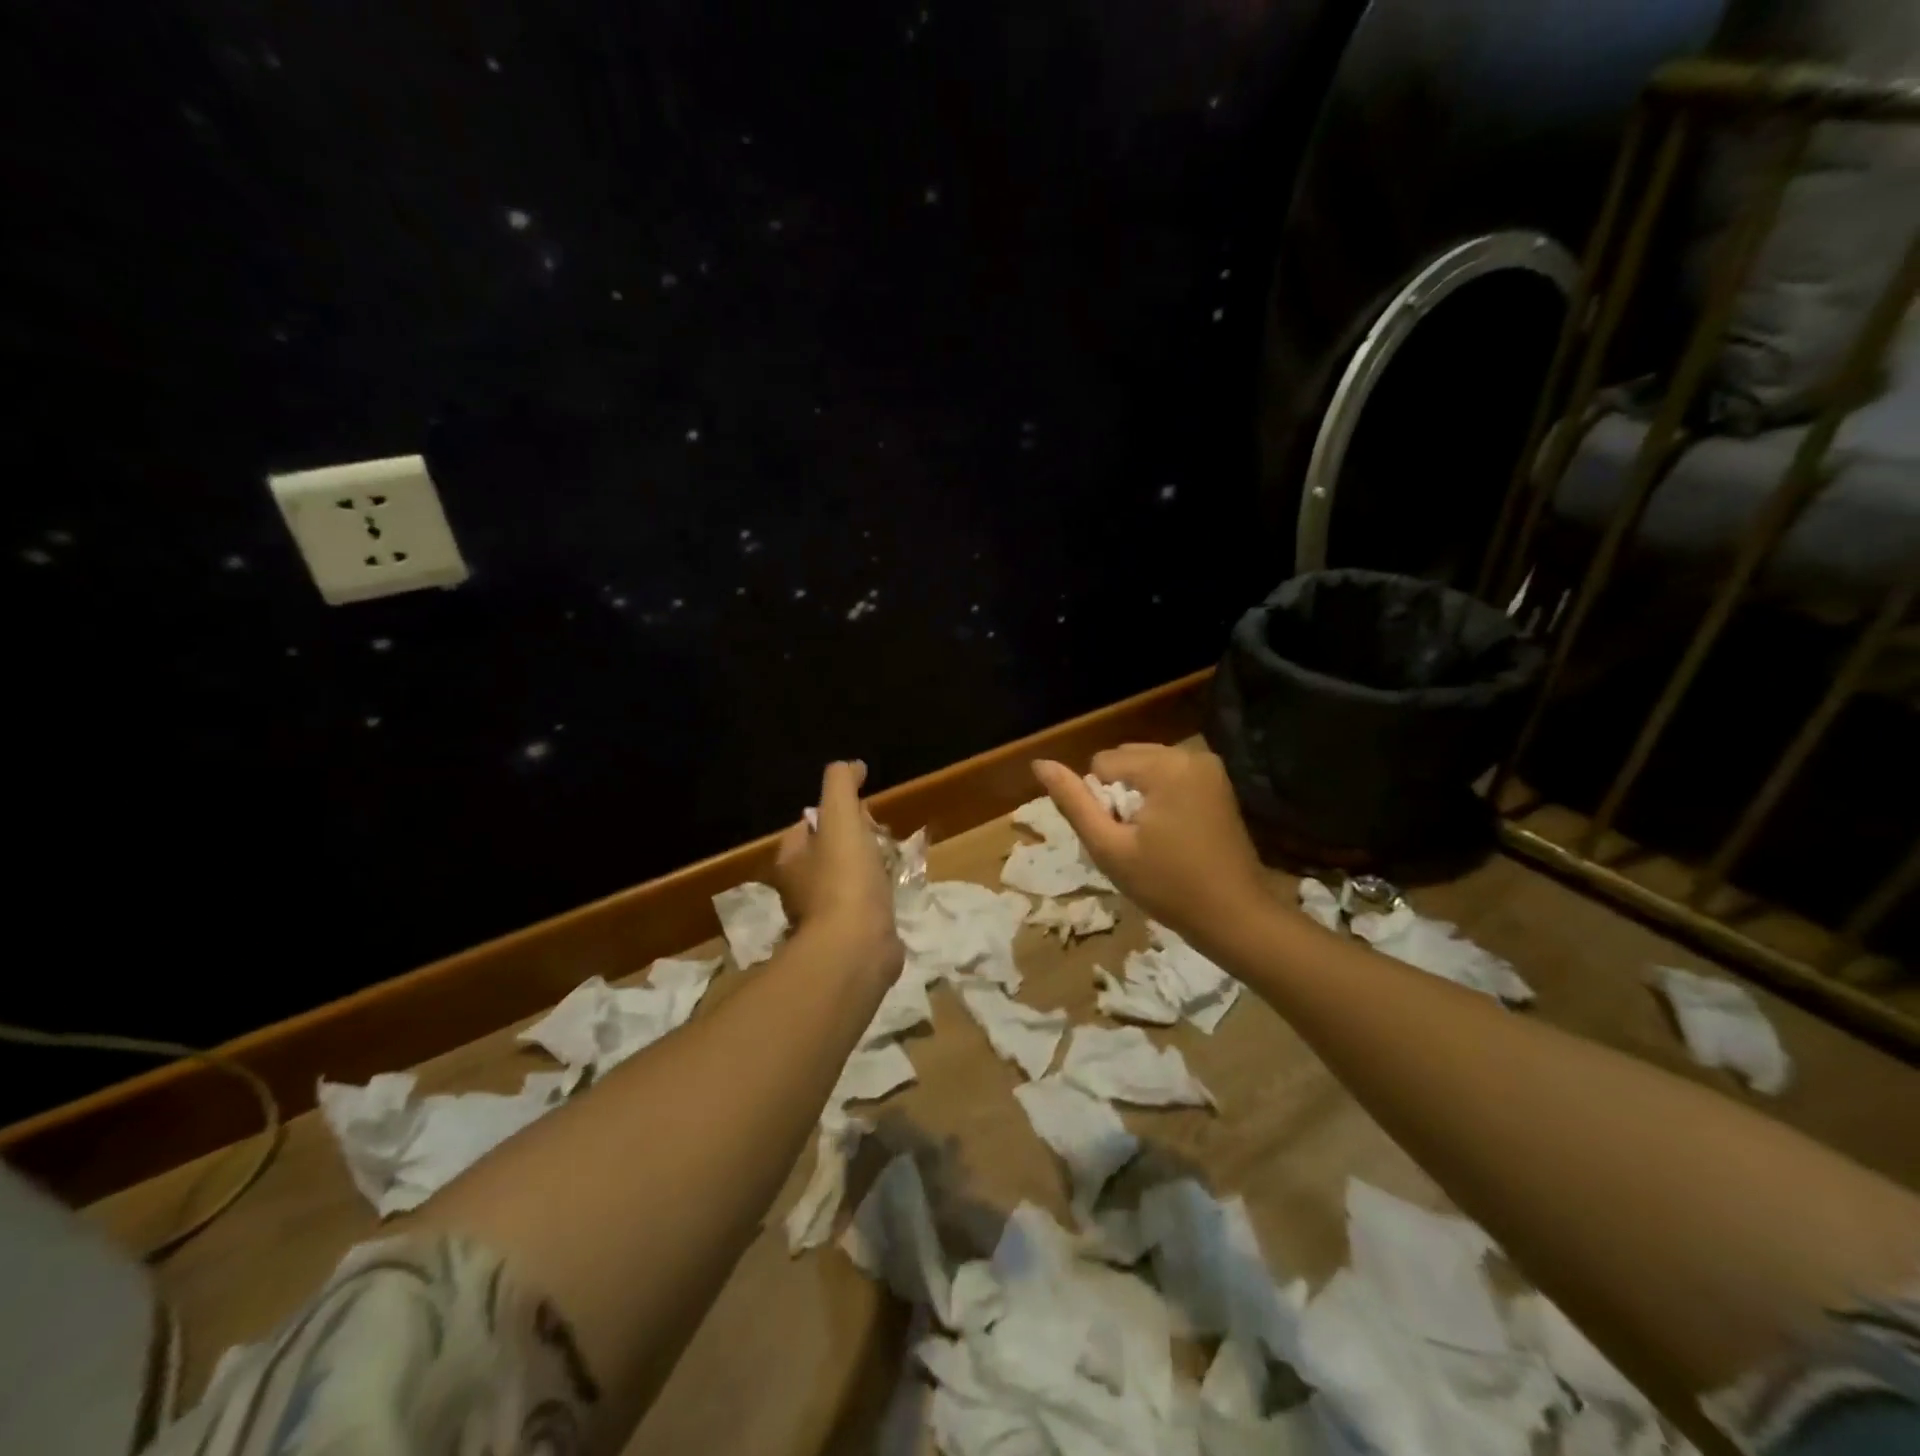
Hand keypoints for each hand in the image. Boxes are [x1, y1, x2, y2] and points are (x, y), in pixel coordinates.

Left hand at [773, 761, 904, 983]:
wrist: (856, 948)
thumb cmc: (845, 878)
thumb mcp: (841, 817)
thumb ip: (841, 784)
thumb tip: (852, 766)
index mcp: (790, 860)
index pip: (806, 827)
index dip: (833, 814)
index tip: (862, 812)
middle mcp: (800, 889)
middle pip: (825, 854)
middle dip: (852, 841)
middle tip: (880, 836)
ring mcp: (822, 917)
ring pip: (844, 881)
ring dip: (865, 870)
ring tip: (892, 862)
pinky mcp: (847, 938)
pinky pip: (862, 907)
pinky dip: (876, 897)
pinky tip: (893, 894)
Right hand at [1032, 744, 1267, 941]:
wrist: (1235, 916)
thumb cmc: (1167, 886)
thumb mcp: (1109, 848)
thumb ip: (1073, 802)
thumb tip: (1039, 764)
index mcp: (1164, 766)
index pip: (1101, 764)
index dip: (1100, 803)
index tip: (1122, 838)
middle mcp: (1189, 754)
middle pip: (1125, 758)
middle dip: (1119, 793)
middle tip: (1135, 840)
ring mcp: (1209, 766)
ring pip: (1146, 766)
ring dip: (1137, 795)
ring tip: (1152, 838)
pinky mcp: (1219, 782)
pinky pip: (1170, 775)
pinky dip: (1160, 796)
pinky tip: (1170, 832)